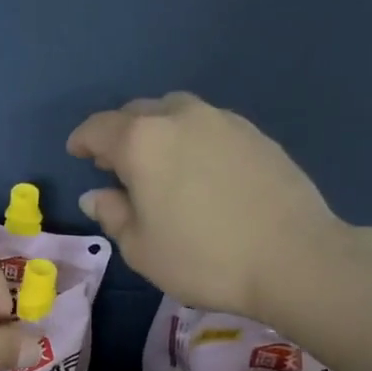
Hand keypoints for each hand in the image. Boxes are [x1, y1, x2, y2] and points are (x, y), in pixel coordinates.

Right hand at [67, 92, 344, 319]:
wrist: (294, 257)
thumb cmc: (203, 258)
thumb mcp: (141, 248)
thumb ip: (113, 214)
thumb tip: (96, 195)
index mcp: (142, 141)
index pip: (98, 128)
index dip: (82, 140)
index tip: (77, 153)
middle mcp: (180, 117)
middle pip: (137, 112)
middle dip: (119, 133)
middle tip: (115, 164)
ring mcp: (223, 120)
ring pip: (176, 113)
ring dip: (157, 131)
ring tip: (159, 164)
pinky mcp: (255, 134)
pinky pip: (208, 126)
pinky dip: (191, 139)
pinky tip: (199, 171)